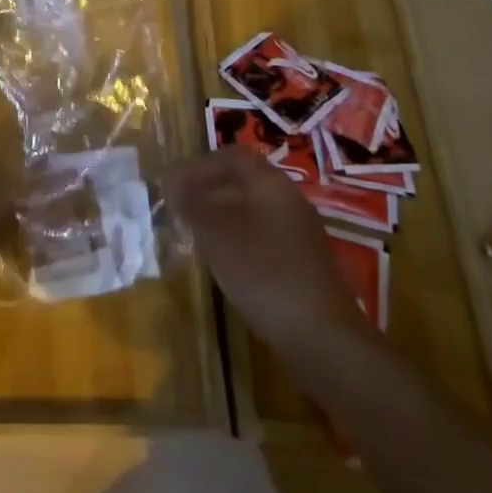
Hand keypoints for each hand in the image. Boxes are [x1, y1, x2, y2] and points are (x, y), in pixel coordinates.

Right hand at [166, 146, 374, 374]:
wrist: (320, 336)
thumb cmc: (263, 272)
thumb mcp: (215, 233)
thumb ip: (190, 203)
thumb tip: (171, 183)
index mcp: (270, 183)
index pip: (231, 156)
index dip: (199, 165)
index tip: (174, 182)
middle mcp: (288, 199)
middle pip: (241, 182)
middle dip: (207, 191)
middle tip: (178, 208)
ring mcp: (298, 232)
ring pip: (251, 210)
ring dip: (220, 216)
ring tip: (193, 234)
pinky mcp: (301, 262)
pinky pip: (262, 236)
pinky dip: (236, 239)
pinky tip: (221, 261)